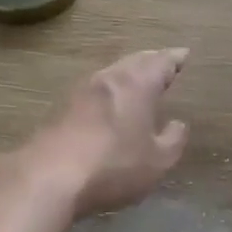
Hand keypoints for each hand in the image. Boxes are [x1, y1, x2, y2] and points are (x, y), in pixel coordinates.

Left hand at [28, 49, 190, 217]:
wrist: (48, 176)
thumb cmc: (113, 165)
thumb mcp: (157, 161)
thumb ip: (173, 140)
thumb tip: (177, 124)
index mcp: (136, 83)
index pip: (161, 62)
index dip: (174, 59)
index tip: (183, 55)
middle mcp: (108, 78)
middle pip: (133, 61)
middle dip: (150, 61)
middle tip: (163, 64)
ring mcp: (79, 91)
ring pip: (110, 74)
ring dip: (126, 75)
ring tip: (137, 82)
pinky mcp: (59, 108)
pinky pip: (92, 91)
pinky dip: (107, 92)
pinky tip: (107, 104)